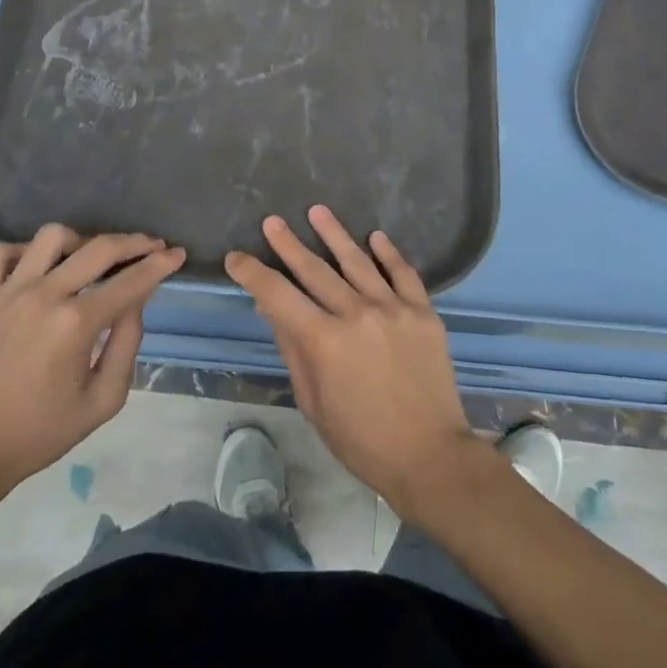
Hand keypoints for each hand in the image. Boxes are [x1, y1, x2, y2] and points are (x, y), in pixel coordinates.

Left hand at [0, 225, 186, 507]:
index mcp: (76, 324)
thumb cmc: (41, 432)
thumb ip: (127, 344)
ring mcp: (8, 292)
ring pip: (52, 237)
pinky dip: (24, 252)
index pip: (131, 281)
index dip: (160, 264)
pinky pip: (1, 252)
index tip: (177, 254)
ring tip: (89, 258)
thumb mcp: (103, 401)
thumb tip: (135, 302)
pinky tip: (38, 268)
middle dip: (135, 242)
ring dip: (80, 241)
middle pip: (100, 248)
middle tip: (152, 245)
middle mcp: (44, 296)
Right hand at [225, 205, 478, 513]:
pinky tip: (375, 237)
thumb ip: (293, 349)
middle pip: (315, 270)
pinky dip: (388, 253)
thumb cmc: (361, 440)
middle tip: (272, 221)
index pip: (278, 296)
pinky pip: (403, 273)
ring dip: (334, 234)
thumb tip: (271, 308)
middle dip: (289, 244)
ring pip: (358, 261)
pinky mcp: (423, 311)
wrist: (429, 456)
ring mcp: (394, 308)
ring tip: (317, 211)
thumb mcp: (313, 402)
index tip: (237, 258)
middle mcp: (357, 313)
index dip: (254, 274)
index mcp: (324, 341)